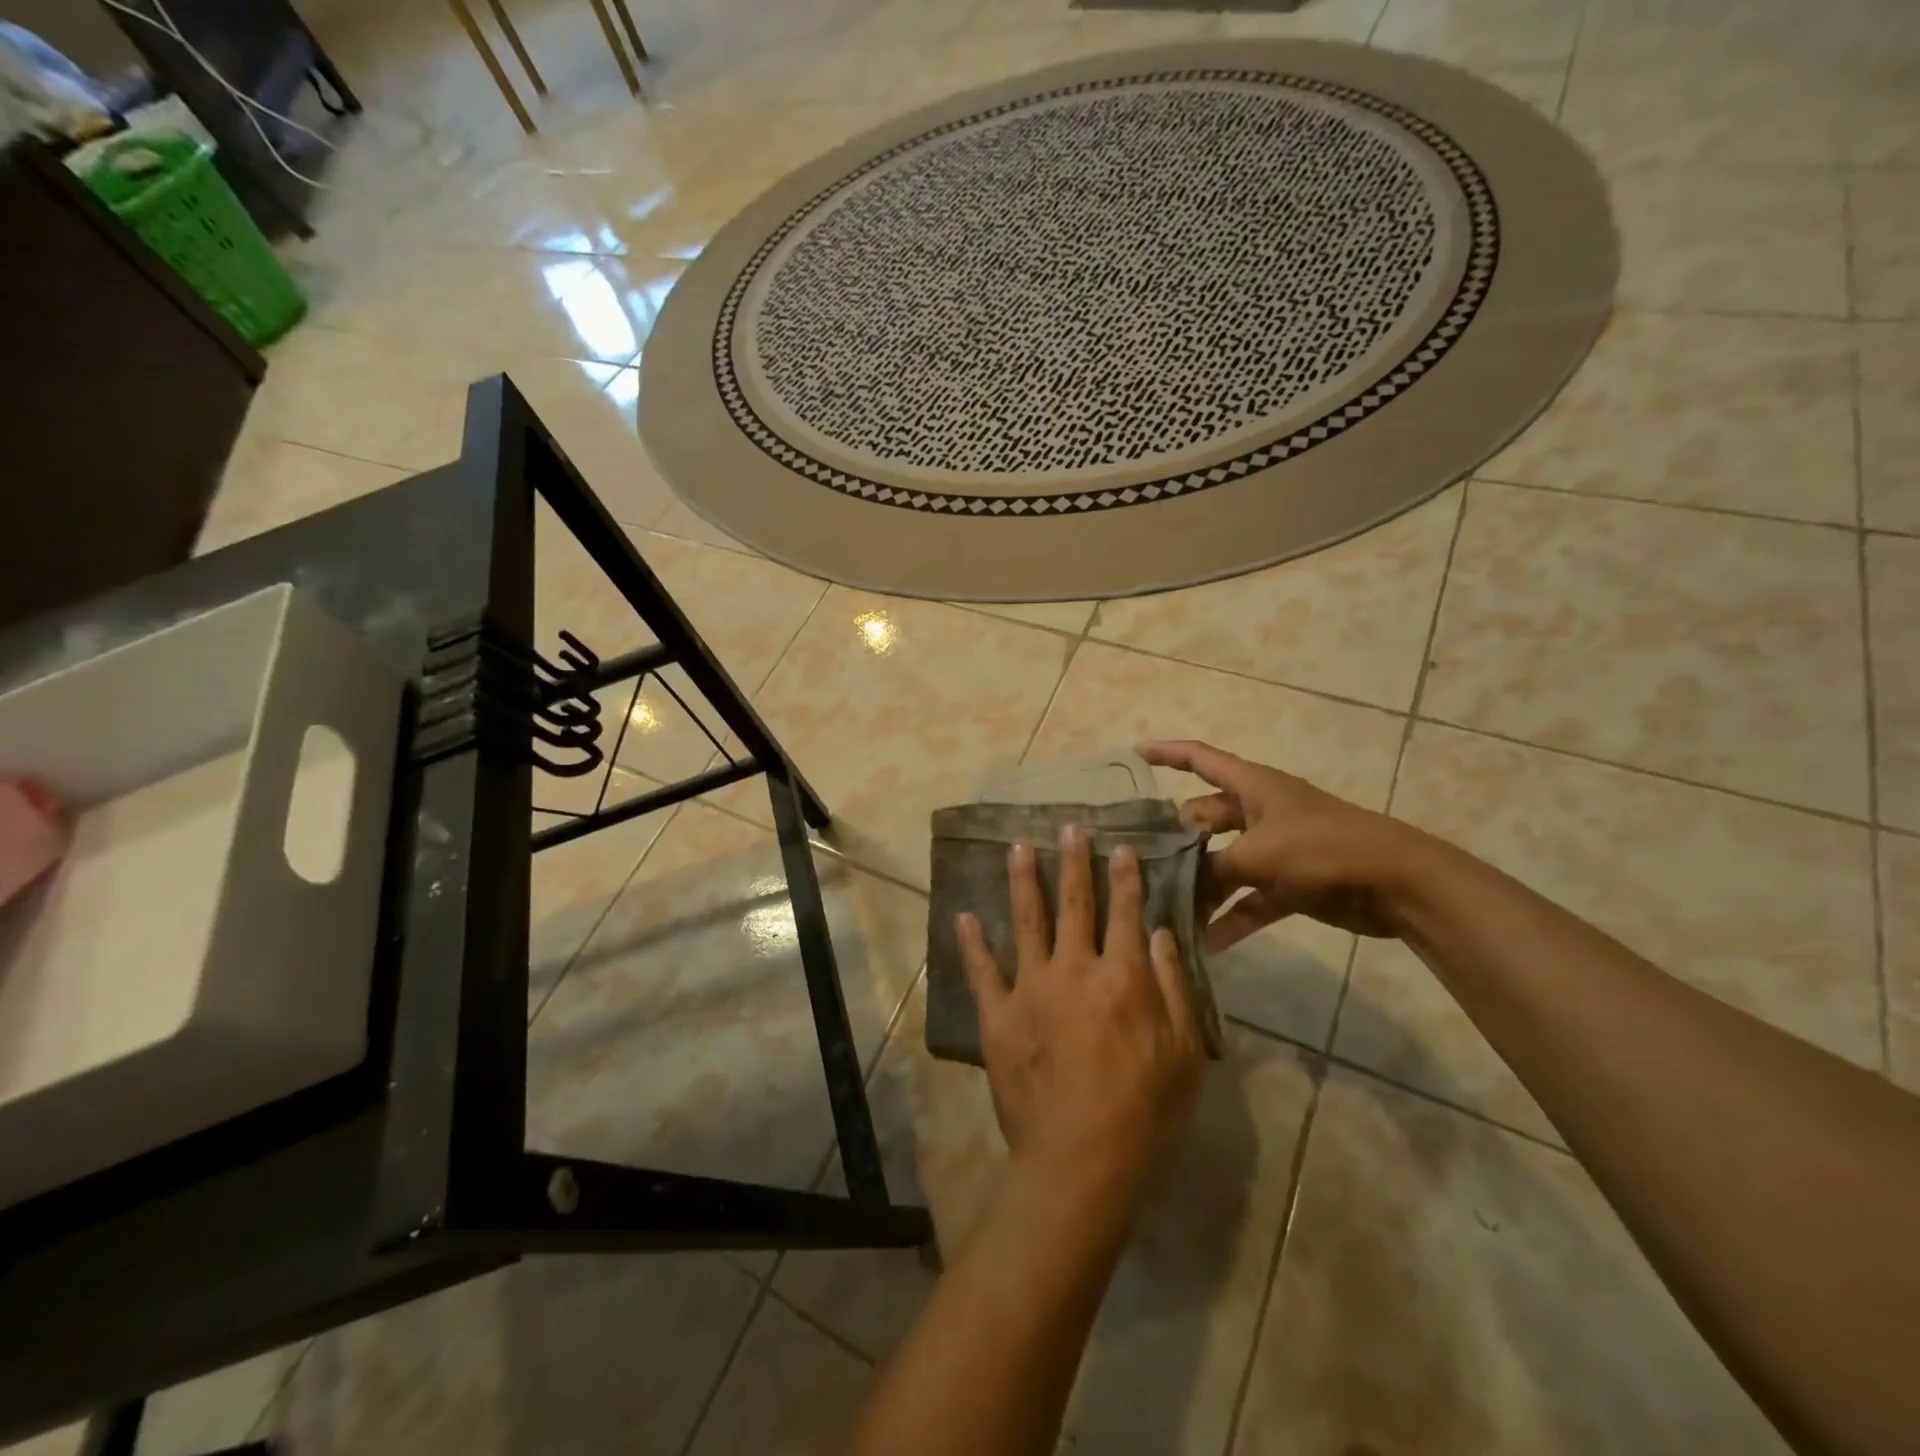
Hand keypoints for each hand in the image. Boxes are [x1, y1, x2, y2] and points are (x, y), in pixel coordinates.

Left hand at [957, 826, 1205, 1197]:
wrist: (1080, 1158)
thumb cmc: (1144, 1110)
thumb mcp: (1184, 1052)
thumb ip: (1174, 987)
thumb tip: (1160, 933)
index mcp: (1123, 977)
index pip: (1126, 913)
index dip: (1125, 878)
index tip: (1120, 847)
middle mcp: (1074, 969)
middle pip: (1075, 905)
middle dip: (1074, 863)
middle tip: (1068, 828)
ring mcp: (1031, 989)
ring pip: (1027, 921)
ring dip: (1023, 881)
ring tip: (1017, 848)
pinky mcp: (998, 1015)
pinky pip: (982, 971)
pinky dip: (972, 943)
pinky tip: (964, 916)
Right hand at [1139, 739, 1422, 946]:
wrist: (1398, 884)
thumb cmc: (1323, 849)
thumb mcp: (1258, 854)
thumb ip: (1212, 868)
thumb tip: (1180, 884)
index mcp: (1253, 787)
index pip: (1200, 758)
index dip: (1167, 753)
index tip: (1134, 753)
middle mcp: (1259, 812)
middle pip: (1204, 819)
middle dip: (1176, 841)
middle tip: (1140, 863)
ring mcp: (1275, 849)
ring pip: (1224, 864)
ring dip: (1201, 887)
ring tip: (1166, 908)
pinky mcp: (1290, 884)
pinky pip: (1249, 899)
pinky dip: (1231, 917)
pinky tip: (1207, 943)